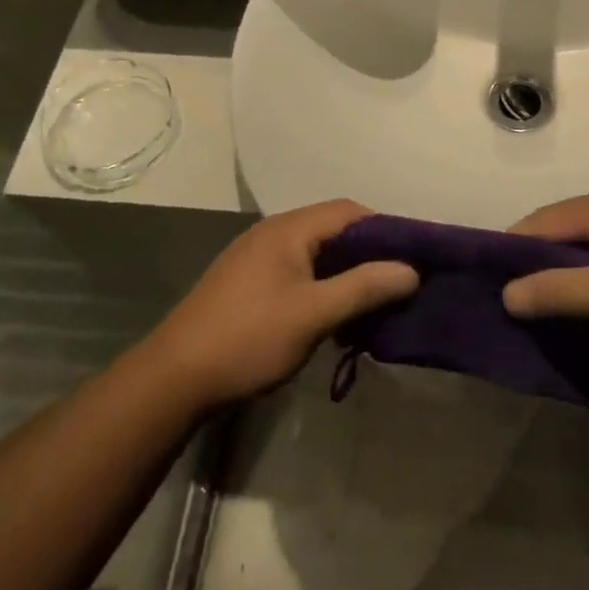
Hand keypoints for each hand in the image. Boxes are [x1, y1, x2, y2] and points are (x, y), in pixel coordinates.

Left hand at [146, 201, 416, 406]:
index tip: (414, 256)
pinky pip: (299, 276)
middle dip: (369, 256)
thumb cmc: (248, 338)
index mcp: (288, 230)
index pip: (349, 211)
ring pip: (317, 257)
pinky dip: (324, 291)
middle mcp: (272, 235)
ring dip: (347, 277)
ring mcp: (257, 260)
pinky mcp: (249, 286)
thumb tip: (411, 270)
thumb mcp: (313, 314)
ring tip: (374, 306)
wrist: (174, 378)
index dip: (386, 228)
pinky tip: (336, 322)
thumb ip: (363, 287)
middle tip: (400, 284)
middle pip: (334, 232)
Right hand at [502, 185, 588, 342]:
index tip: (488, 286)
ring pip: (583, 246)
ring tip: (544, 308)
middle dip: (535, 265)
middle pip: (559, 231)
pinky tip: (586, 302)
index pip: (538, 222)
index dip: (510, 252)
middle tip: (514, 303)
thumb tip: (505, 295)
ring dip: (563, 274)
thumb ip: (557, 291)